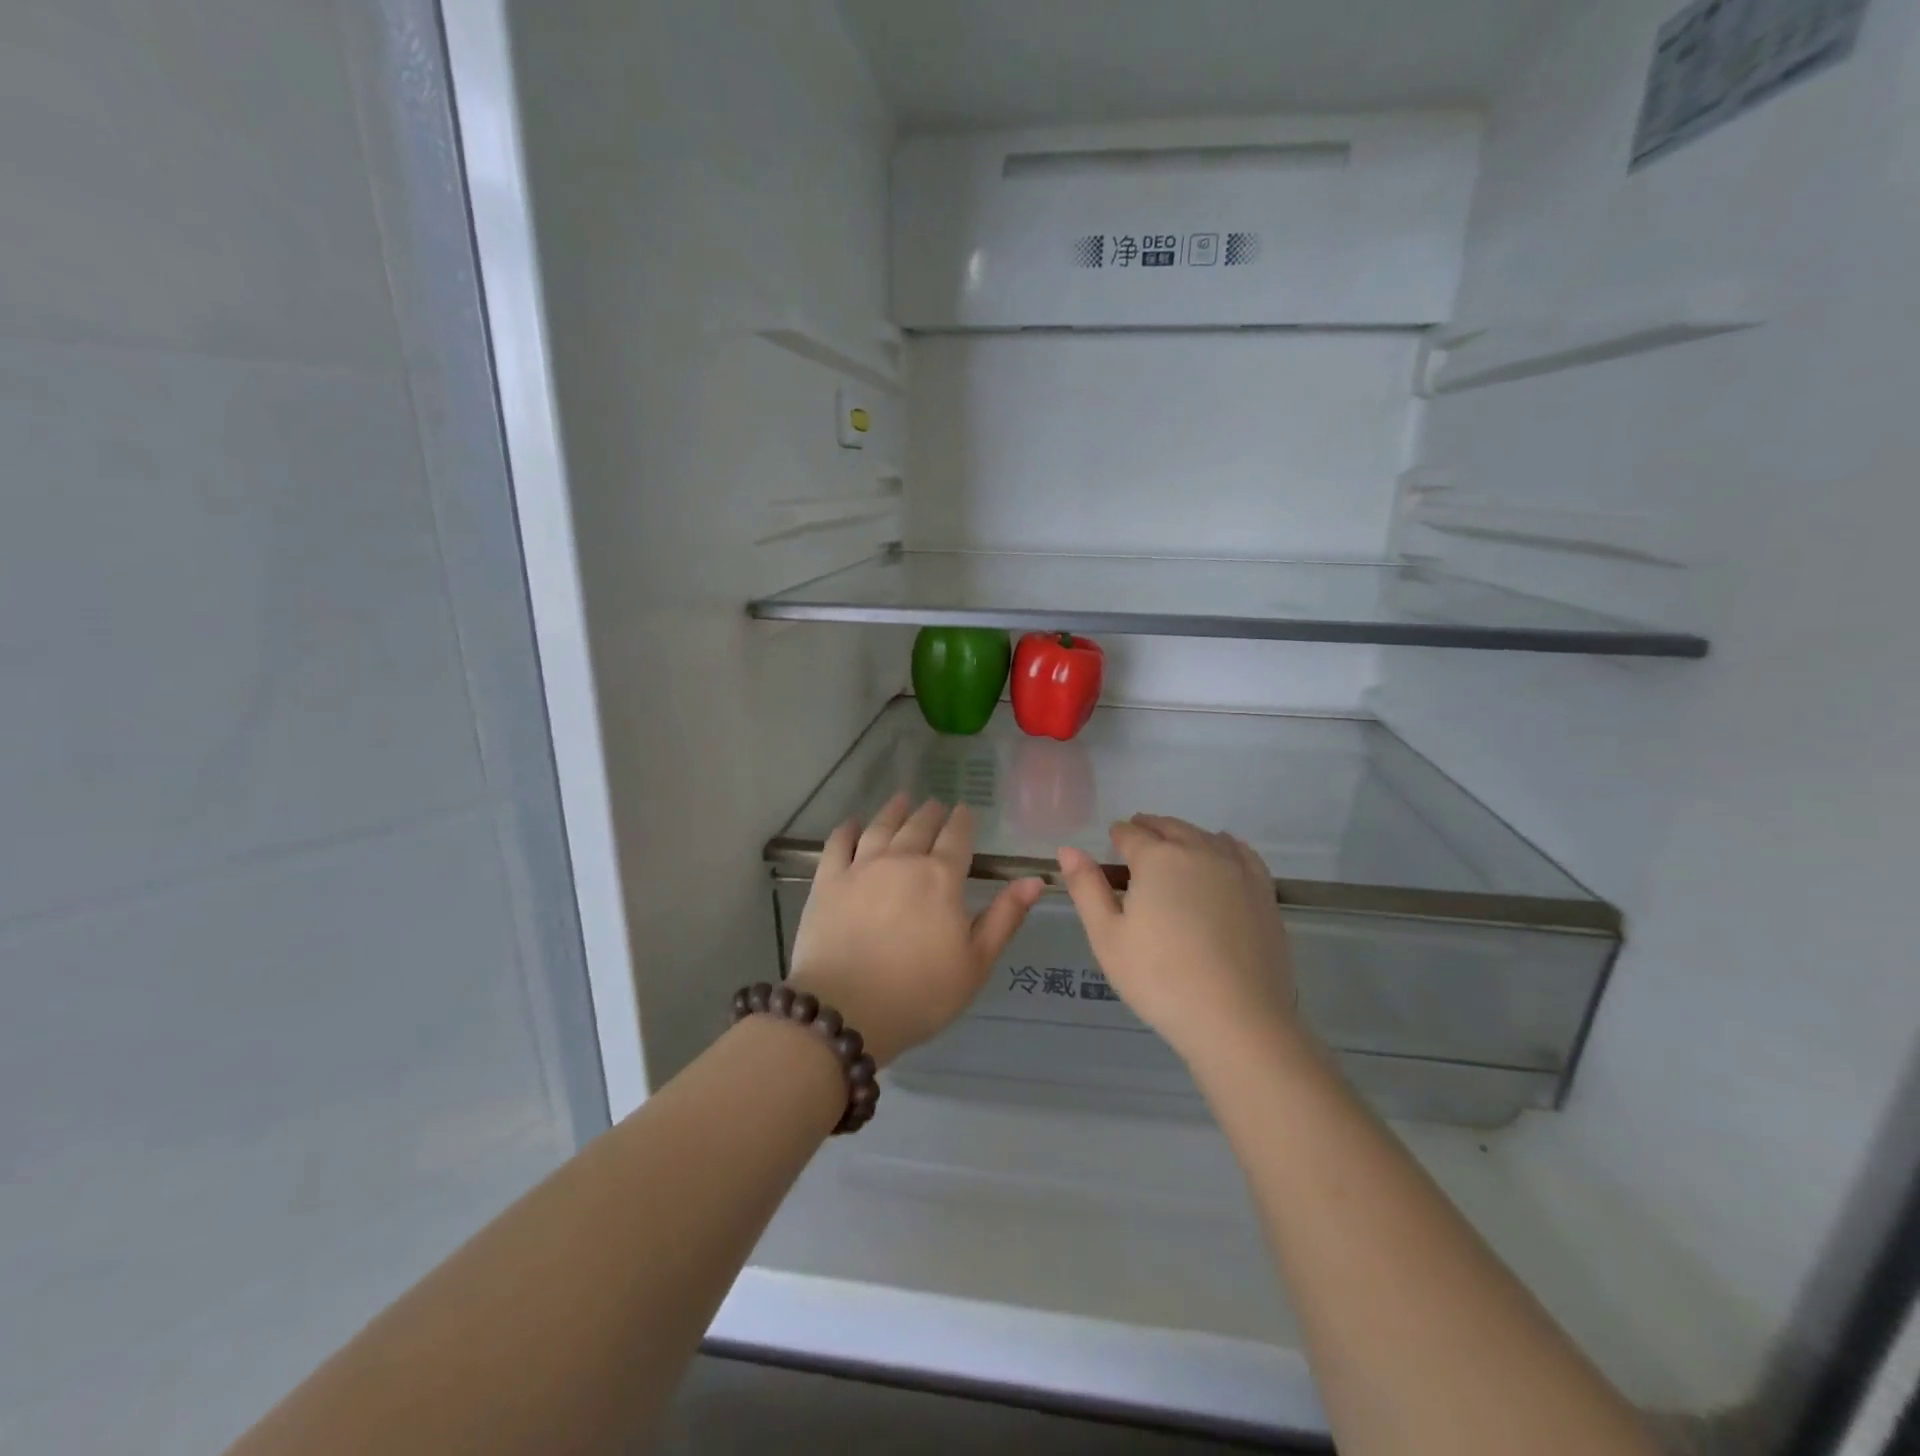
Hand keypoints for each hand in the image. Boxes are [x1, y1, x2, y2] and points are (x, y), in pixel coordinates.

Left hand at [788, 793, 1044, 1067]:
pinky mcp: (828, 881)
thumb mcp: (975, 963)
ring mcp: (861, 867)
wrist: (845, 1011)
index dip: (963, 821)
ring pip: (881, 827)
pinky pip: (838, 844)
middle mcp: (902, 861)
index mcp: (941, 878)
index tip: (965, 810)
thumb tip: (1035, 879)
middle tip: (936, 804)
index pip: (957, 837)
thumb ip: (1005, 917)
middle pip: (919, 826)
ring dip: (894, 810)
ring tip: (902, 799)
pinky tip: (853, 823)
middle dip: (931, 813)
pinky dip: (847, 829)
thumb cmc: (920, 993)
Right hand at [1057, 814, 1295, 1064]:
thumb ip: (1086, 887)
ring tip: (1173, 847)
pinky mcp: (1263, 891)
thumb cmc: (1160, 979)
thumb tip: (1068, 849)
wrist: (1237, 1019)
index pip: (1131, 834)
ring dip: (1184, 835)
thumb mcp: (1107, 936)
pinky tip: (1220, 854)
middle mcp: (1198, 851)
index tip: (1112, 842)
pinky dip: (1223, 845)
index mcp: (1157, 858)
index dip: (1118, 835)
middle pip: (1169, 827)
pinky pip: (1241, 852)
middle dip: (1149, 829)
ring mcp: (1236, 869)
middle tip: (1137, 837)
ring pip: (1204, 836)